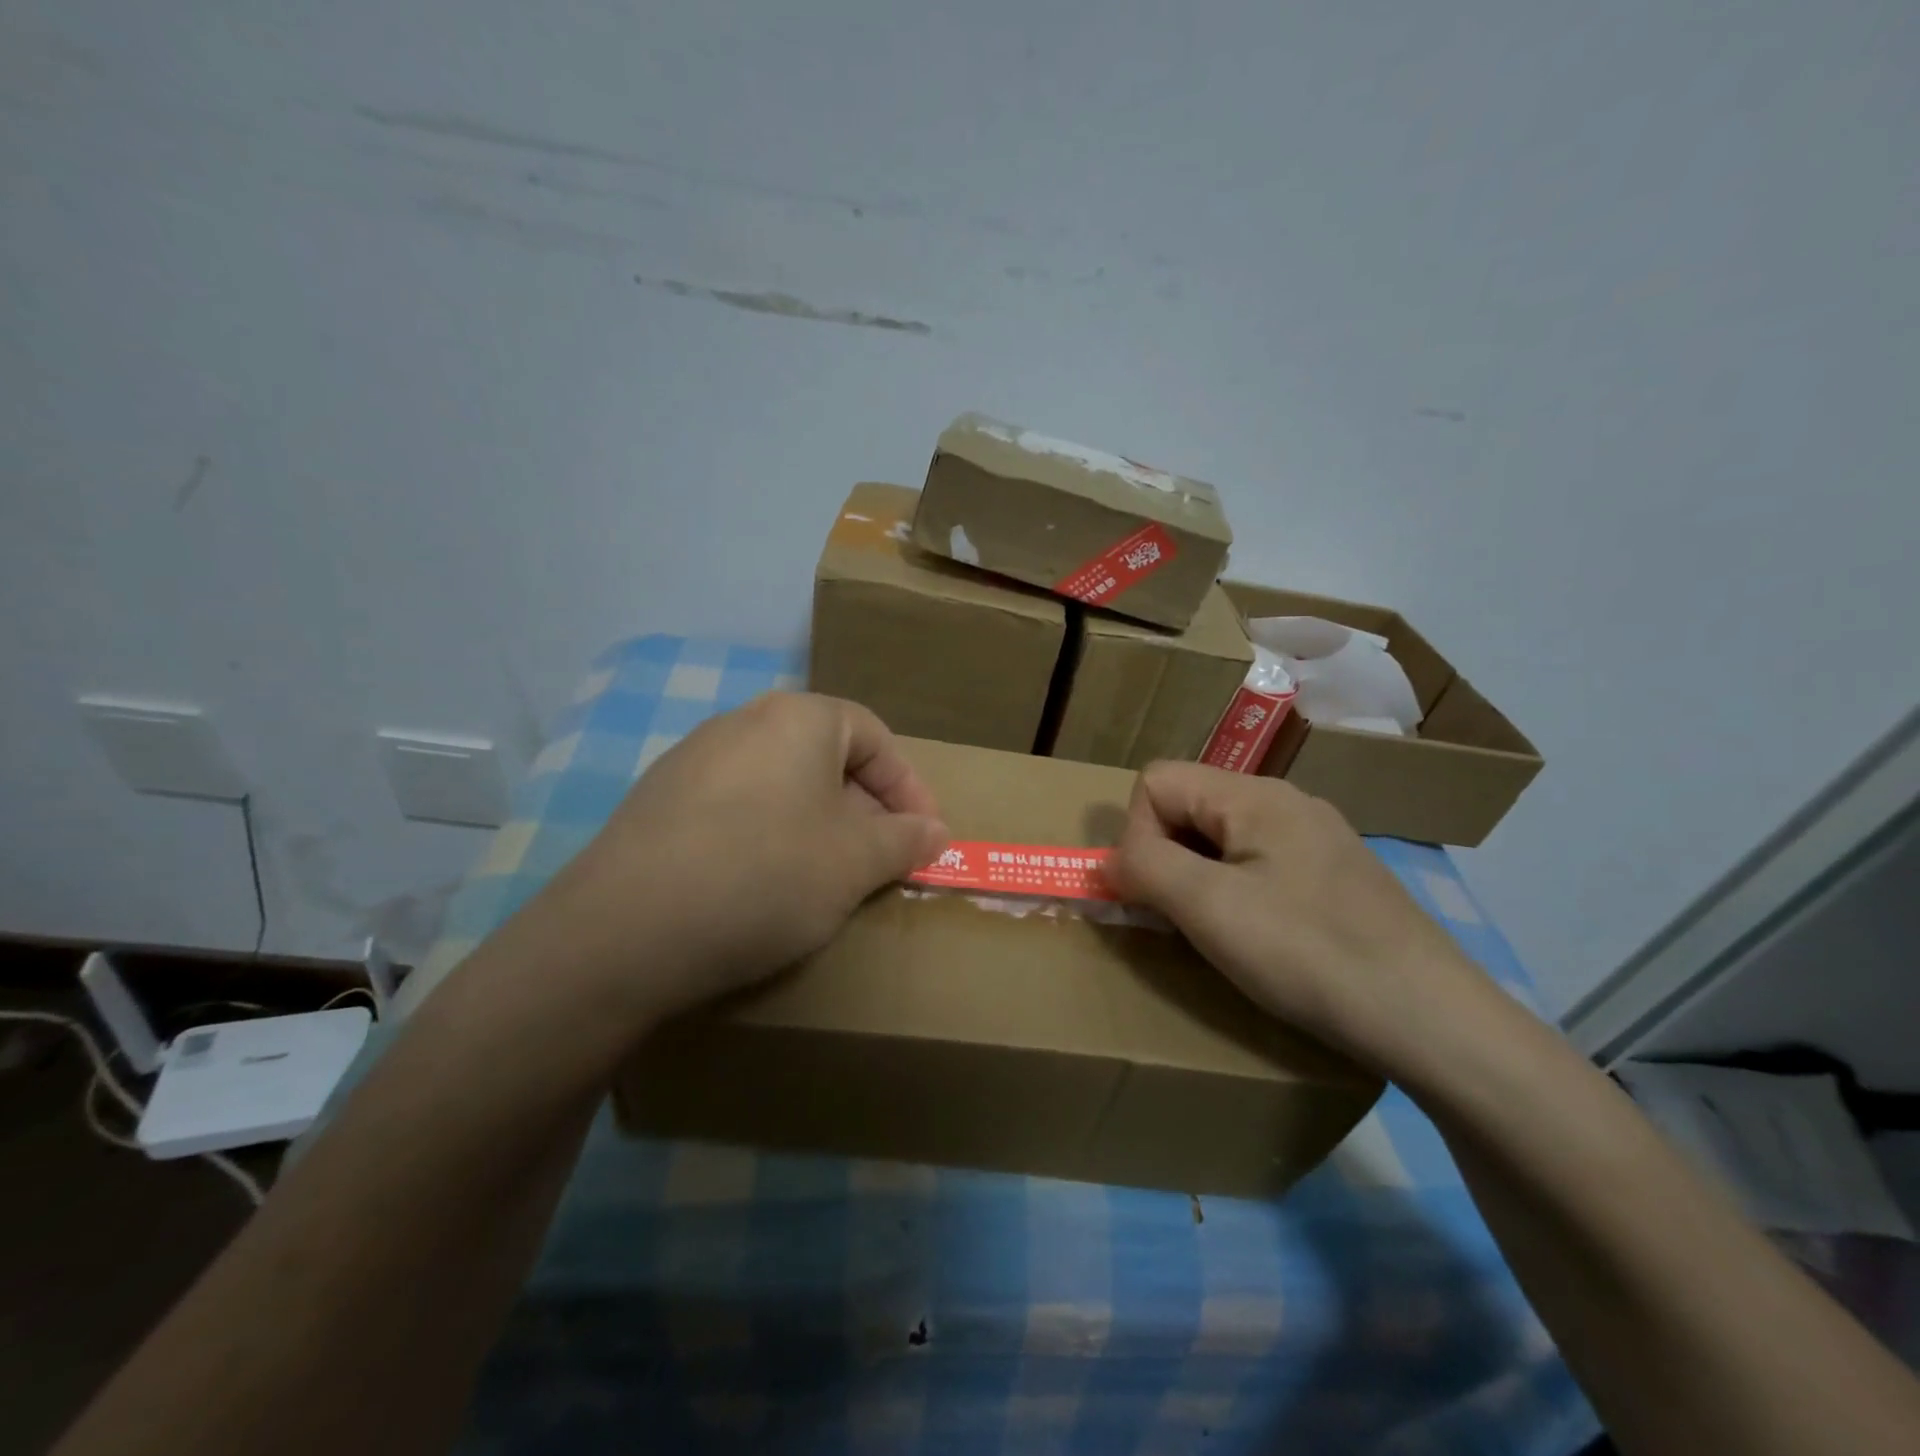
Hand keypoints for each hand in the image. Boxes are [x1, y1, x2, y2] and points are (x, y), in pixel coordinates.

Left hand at [527, 693, 947, 1028]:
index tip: (926, 836)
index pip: (874, 736)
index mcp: (797, 718)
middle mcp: (741, 723)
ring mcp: (692, 761)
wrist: (623, 931)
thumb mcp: (855, 862)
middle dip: (865, 810)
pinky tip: (762, 886)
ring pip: (780, 785)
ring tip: (827, 879)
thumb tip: (934, 831)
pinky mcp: (658, 803)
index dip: (909, 787)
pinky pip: (736, 808)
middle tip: (880, 861)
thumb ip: (905, 840)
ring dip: (817, 826)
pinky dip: (767, 838)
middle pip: (825, 758)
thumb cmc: (766, 875)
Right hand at [1104, 762, 1507, 1079]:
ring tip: (1216, 931)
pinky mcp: (1334, 877)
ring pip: (1222, 838)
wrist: (1432, 1020)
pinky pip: (1258, 864)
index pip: (1157, 781)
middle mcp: (1286, 802)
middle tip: (1180, 915)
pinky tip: (1260, 937)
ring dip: (1199, 877)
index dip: (1138, 832)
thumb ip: (1145, 867)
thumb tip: (1110, 858)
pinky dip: (1236, 892)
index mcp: (1254, 796)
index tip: (1156, 891)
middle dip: (1167, 856)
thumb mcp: (1209, 908)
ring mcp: (1316, 839)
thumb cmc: (1309, 954)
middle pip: (1190, 805)